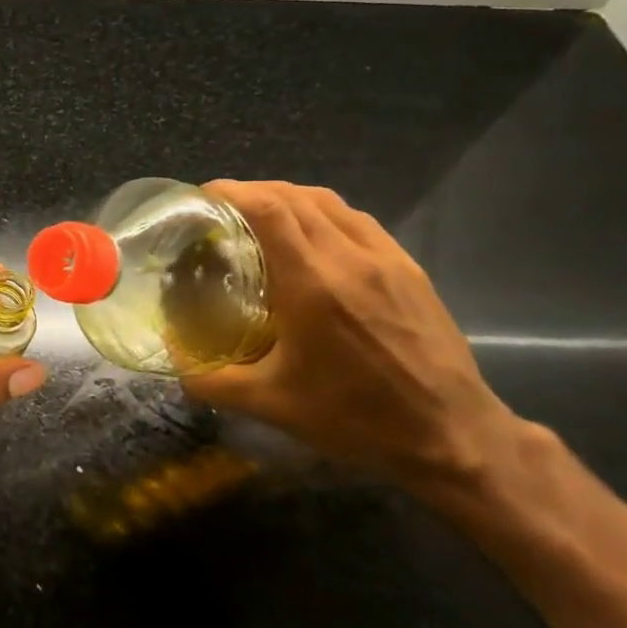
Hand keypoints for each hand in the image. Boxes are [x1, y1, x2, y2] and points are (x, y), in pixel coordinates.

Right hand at [183, 180, 518, 492]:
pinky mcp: (409, 269)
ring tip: (261, 218)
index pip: (269, 209)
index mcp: (313, 284)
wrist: (453, 436)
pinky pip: (358, 221)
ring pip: (330, 203)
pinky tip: (312, 239)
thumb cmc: (356, 418)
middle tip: (221, 210)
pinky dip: (323, 214)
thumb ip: (212, 380)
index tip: (202, 196)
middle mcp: (350, 258)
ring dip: (288, 198)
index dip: (232, 191)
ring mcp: (387, 259)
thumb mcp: (271, 406)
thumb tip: (173, 361)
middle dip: (253, 192)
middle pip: (295, 197)